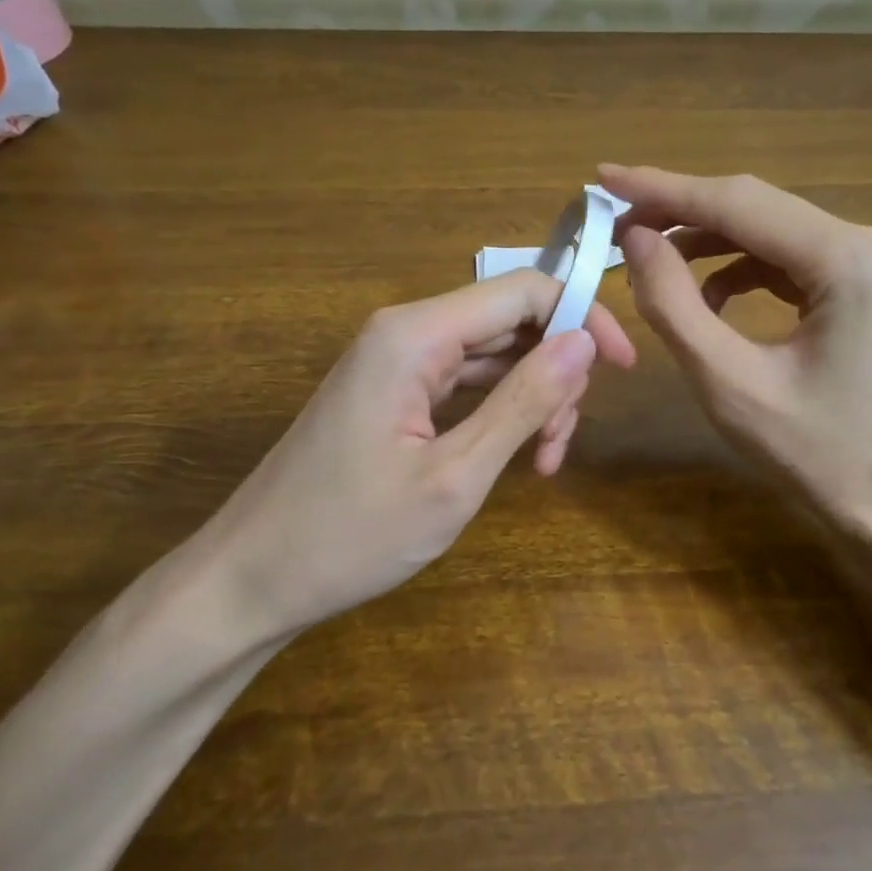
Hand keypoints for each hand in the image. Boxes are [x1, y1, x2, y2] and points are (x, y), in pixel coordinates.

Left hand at [191, 271, 635, 641]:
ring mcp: (397, 362)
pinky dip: (500, 412)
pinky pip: (466, 382)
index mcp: (415, 335)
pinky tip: (517, 455)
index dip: (583, 317)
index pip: (524, 290)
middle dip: (556, 372)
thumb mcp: (454, 476)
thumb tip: (585, 343)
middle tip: (562, 444)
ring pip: (494, 354)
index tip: (622, 370)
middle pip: (511, 320)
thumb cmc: (350, 535)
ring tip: (544, 461)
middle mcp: (406, 332)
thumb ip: (522, 402)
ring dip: (532, 398)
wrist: (250, 580)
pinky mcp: (393, 392)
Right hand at [601, 164, 871, 621]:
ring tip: (650, 261)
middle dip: (681, 211)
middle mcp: (865, 243)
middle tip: (617, 221)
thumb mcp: (731, 383)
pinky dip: (739, 271)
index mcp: (846, 257)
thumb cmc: (822, 458)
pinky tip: (707, 300)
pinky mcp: (862, 290)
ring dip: (707, 242)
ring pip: (768, 232)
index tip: (604, 177)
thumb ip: (674, 305)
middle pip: (755, 207)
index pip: (737, 202)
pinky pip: (786, 262)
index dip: (662, 189)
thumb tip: (636, 240)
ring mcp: (869, 265)